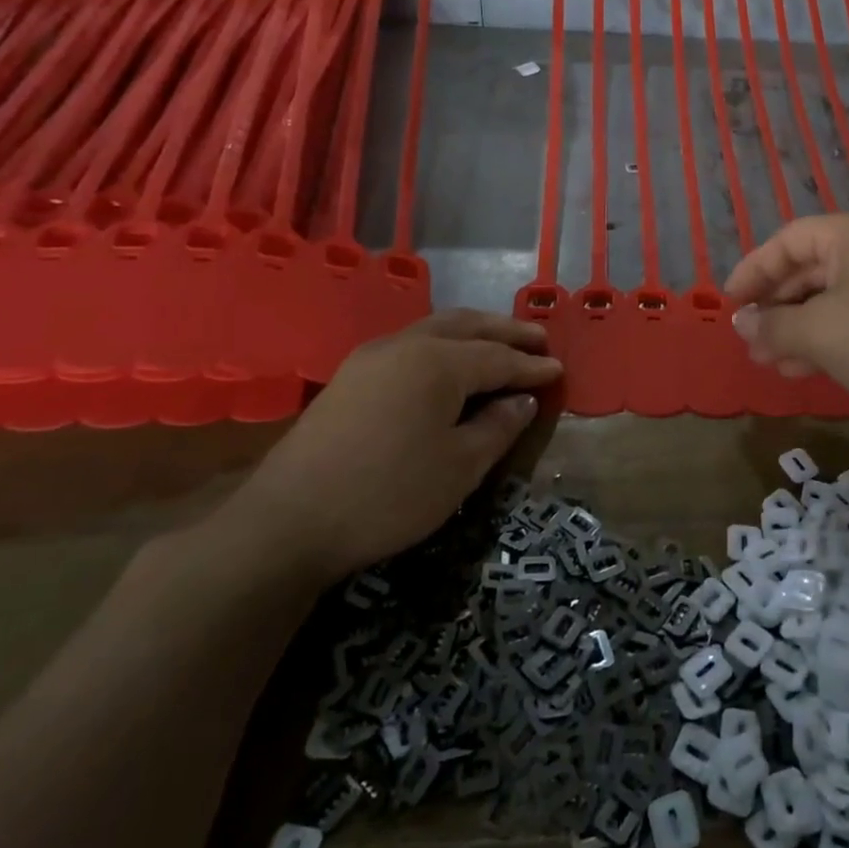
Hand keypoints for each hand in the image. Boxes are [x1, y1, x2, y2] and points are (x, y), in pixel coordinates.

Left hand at [214, 311, 561, 588]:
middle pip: (466, 326)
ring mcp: (371, 357)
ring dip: (473, 332)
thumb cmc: (388, 494)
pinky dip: (443, 345)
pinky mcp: (350, 376)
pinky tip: (450, 364)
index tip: (559, 370)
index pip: (498, 357)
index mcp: (438, 362)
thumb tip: (521, 400)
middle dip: (505, 331)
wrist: (288, 521)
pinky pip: (411, 345)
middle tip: (538, 339)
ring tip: (500, 343)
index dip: (531, 366)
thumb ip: (498, 427)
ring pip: (434, 329)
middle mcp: (405, 345)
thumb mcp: (460, 467)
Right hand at [724, 211, 848, 412]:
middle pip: (812, 268)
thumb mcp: (814, 332)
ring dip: (797, 327)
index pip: (789, 240)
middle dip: (776, 307)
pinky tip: (806, 368)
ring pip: (834, 297)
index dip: (753, 270)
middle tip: (750, 340)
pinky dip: (829, 336)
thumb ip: (770, 324)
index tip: (729, 301)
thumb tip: (742, 323)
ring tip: (771, 361)